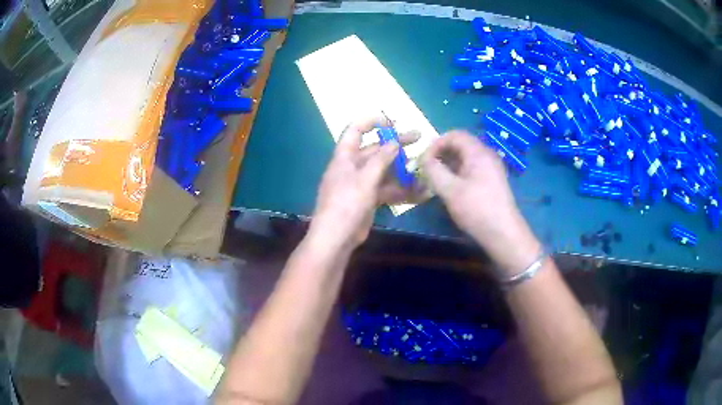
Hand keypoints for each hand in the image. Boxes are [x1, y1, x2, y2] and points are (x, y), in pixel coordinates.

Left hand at [310, 117, 424, 249]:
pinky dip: (401, 190)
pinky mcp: (368, 199)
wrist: (336, 238)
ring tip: (423, 167)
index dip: (372, 121)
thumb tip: (394, 142)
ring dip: (402, 169)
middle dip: (396, 144)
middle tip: (418, 138)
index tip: (393, 122)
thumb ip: (381, 159)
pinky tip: (420, 192)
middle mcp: (353, 167)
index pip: (355, 130)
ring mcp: (361, 184)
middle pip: (375, 150)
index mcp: (345, 157)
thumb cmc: (346, 204)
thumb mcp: (365, 179)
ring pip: (384, 170)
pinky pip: (386, 189)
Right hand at [421, 131, 540, 275]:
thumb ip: (433, 170)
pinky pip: (472, 168)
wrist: (503, 233)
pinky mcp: (492, 180)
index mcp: (478, 152)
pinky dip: (458, 172)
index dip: (436, 143)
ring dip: (449, 164)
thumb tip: (423, 158)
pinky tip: (451, 187)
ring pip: (466, 157)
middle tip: (428, 169)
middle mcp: (487, 155)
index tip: (424, 159)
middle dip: (441, 153)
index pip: (454, 134)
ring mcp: (491, 168)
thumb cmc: (476, 209)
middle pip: (460, 144)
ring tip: (436, 179)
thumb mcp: (449, 190)